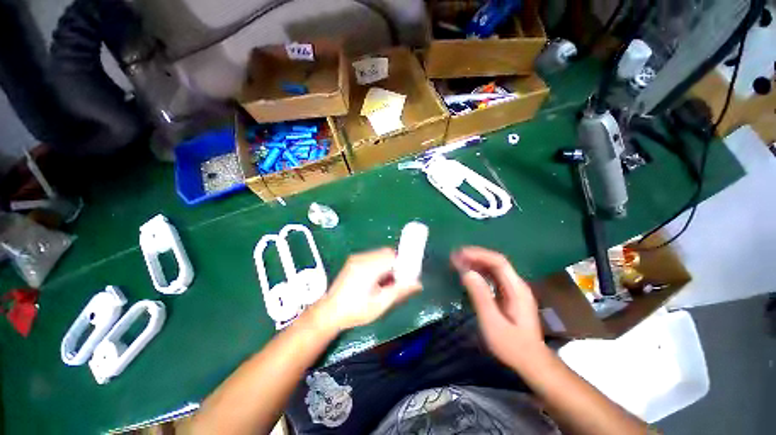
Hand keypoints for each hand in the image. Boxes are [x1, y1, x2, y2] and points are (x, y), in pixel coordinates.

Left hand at [315, 248, 421, 332]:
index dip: (403, 262)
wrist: (329, 312)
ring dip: (388, 264)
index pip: (392, 255)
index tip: (407, 275)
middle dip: (396, 264)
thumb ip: (399, 291)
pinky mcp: (353, 260)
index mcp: (369, 268)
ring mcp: (356, 258)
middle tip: (397, 280)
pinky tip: (376, 280)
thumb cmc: (355, 311)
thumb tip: (418, 283)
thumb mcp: (380, 304)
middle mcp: (362, 258)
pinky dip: (379, 264)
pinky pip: (372, 256)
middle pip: (387, 252)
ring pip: (380, 254)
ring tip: (386, 283)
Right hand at [451, 246, 546, 370]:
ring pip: (494, 268)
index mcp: (517, 289)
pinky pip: (493, 276)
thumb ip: (481, 296)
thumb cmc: (512, 346)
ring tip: (457, 262)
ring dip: (476, 262)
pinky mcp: (509, 294)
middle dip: (475, 256)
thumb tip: (466, 272)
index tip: (459, 254)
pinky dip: (479, 272)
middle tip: (455, 257)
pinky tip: (468, 274)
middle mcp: (517, 284)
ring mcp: (514, 289)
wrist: (531, 362)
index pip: (498, 262)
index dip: (478, 255)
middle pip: (496, 262)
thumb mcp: (493, 323)